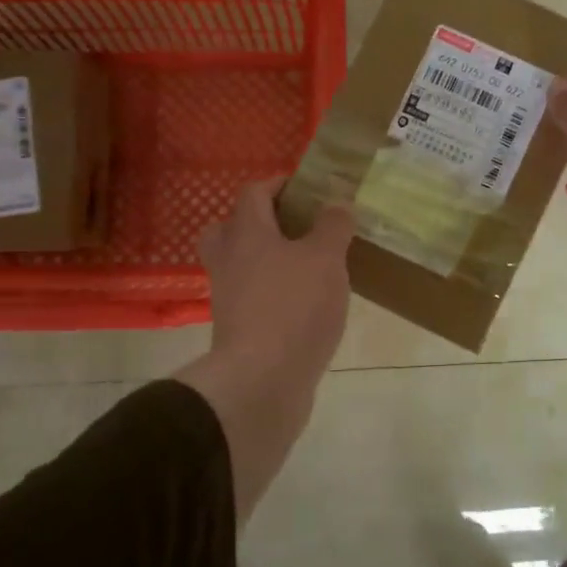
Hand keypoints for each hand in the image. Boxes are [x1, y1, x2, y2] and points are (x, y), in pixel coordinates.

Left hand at [178, 178, 353, 518]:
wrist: (261, 382)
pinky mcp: (238, 331)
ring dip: (269, 260)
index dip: (280, 184)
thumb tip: (337, 202)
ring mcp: (229, 299)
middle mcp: (230, 261)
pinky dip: (274, 294)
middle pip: (231, 228)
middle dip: (261, 222)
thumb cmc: (294, 307)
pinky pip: (253, 299)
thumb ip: (333, 226)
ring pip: (242, 266)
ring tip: (309, 266)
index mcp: (247, 234)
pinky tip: (306, 303)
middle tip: (296, 227)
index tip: (309, 187)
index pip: (254, 193)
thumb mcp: (325, 259)